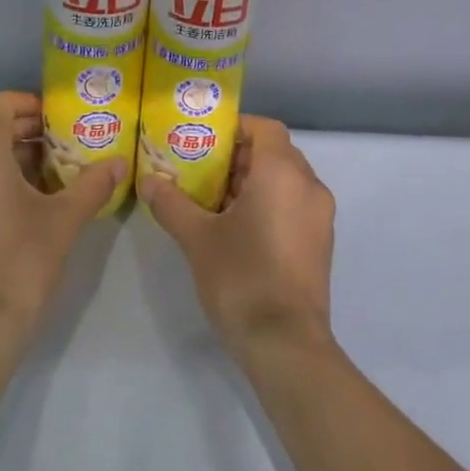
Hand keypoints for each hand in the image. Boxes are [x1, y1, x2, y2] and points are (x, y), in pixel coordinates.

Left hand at [0, 92, 122, 352]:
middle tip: (70, 142)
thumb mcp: (66, 217)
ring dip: (20, 157)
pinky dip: (3, 179)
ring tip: (61, 172)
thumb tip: (121, 163)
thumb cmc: (22, 258)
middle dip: (31, 132)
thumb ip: (94, 183)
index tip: (62, 117)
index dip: (30, 103)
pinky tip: (38, 201)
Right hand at [140, 116, 337, 366]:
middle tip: (201, 169)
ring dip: (253, 182)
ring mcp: (320, 216)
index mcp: (283, 173)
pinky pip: (294, 205)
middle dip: (239, 157)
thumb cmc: (241, 277)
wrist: (285, 343)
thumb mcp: (197, 238)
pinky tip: (237, 228)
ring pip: (285, 181)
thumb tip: (148, 181)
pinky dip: (269, 203)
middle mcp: (309, 186)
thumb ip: (172, 204)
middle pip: (275, 153)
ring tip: (213, 200)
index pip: (265, 128)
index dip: (236, 128)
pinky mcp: (320, 243)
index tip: (205, 140)